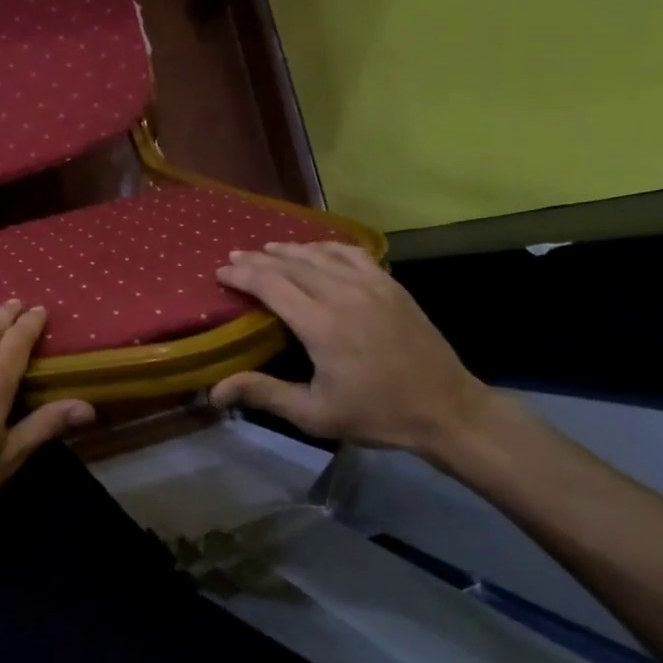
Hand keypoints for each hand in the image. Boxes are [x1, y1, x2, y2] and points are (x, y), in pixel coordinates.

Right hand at [211, 242, 493, 464]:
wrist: (447, 410)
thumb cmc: (377, 415)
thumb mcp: (315, 414)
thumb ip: (264, 394)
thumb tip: (215, 391)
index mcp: (322, 325)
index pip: (271, 285)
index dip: (242, 276)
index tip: (220, 273)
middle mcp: (343, 295)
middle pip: (290, 265)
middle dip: (258, 259)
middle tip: (234, 258)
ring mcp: (371, 285)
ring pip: (320, 254)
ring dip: (289, 249)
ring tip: (266, 249)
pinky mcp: (391, 285)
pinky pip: (352, 254)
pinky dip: (327, 247)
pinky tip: (316, 249)